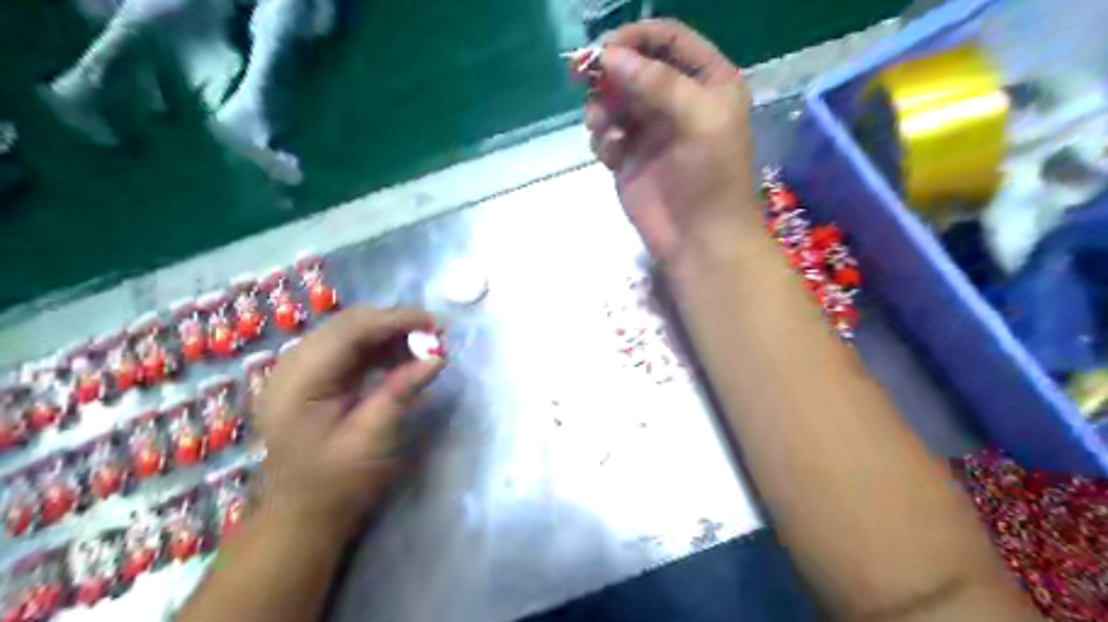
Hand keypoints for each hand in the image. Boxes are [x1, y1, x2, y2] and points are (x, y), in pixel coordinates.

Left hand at [256, 307, 442, 534]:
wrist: (300, 517)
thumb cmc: (336, 484)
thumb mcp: (372, 439)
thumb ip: (401, 391)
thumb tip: (438, 357)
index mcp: (300, 381)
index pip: (350, 330)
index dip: (395, 320)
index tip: (435, 324)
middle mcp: (292, 366)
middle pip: (348, 324)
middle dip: (394, 323)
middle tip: (434, 335)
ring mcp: (297, 371)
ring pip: (348, 333)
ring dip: (387, 334)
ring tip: (422, 347)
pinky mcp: (309, 380)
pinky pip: (346, 350)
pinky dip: (376, 349)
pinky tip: (400, 359)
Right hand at [584, 20, 757, 268]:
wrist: (699, 240)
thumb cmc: (710, 178)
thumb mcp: (699, 119)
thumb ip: (658, 83)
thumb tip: (609, 55)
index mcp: (707, 82)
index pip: (669, 40)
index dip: (636, 38)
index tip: (605, 49)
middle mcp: (677, 101)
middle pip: (635, 67)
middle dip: (610, 73)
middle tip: (583, 79)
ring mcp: (650, 131)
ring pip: (614, 100)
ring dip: (601, 107)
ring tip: (600, 127)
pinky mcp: (628, 159)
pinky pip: (605, 134)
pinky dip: (602, 139)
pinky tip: (611, 155)